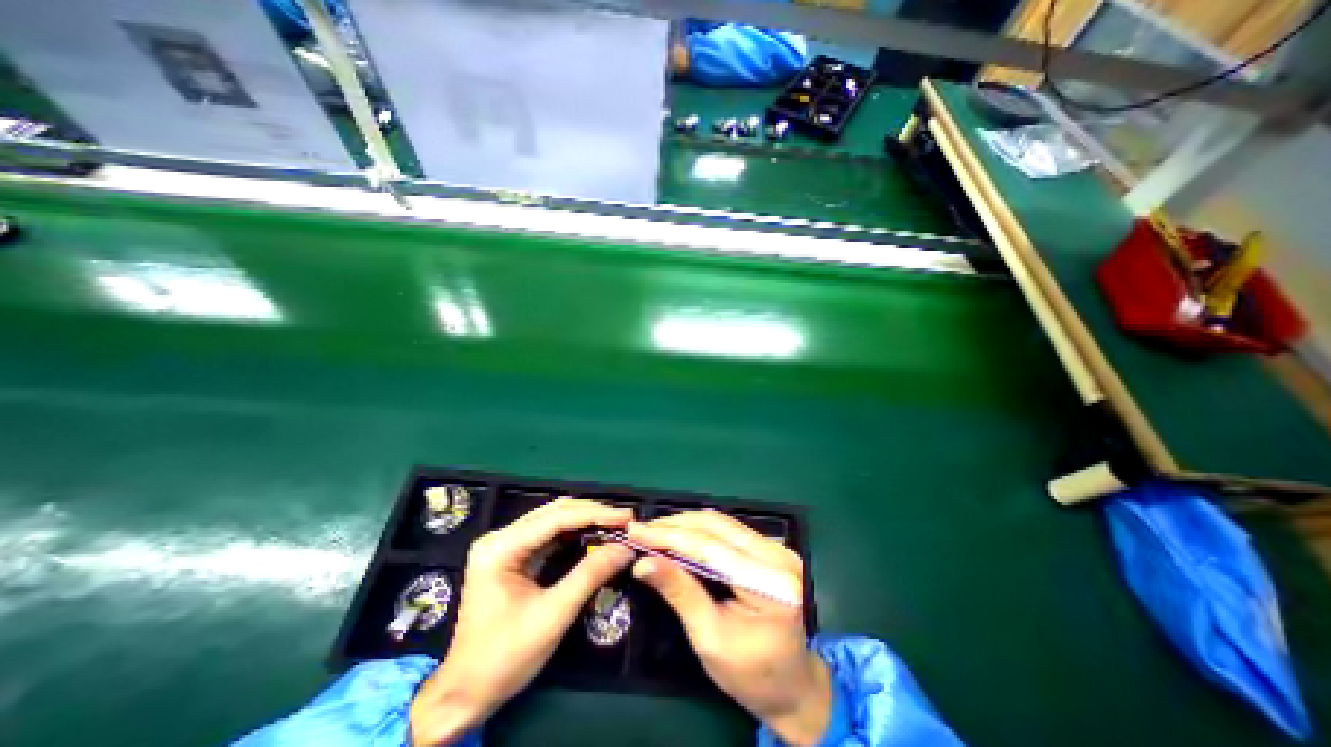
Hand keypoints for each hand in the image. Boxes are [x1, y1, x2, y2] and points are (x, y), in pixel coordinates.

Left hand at [406, 496, 631, 746]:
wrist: (465, 694)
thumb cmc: (505, 657)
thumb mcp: (553, 615)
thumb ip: (590, 575)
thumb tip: (626, 548)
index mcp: (501, 548)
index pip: (556, 518)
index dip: (595, 514)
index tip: (627, 517)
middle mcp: (500, 537)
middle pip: (555, 512)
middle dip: (593, 513)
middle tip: (626, 520)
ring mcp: (505, 545)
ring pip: (553, 519)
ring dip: (586, 520)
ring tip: (616, 524)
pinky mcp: (513, 555)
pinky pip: (549, 534)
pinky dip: (575, 533)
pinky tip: (595, 535)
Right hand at [628, 512, 829, 744]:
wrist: (794, 685)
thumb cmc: (751, 675)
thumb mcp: (710, 639)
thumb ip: (680, 593)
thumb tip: (644, 563)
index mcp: (770, 584)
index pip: (710, 547)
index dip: (669, 536)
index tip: (635, 532)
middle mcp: (777, 555)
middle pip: (716, 525)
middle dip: (674, 525)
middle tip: (640, 531)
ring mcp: (777, 548)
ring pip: (721, 522)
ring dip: (685, 525)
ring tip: (653, 532)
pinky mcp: (769, 548)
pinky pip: (728, 529)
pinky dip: (700, 531)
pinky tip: (679, 536)